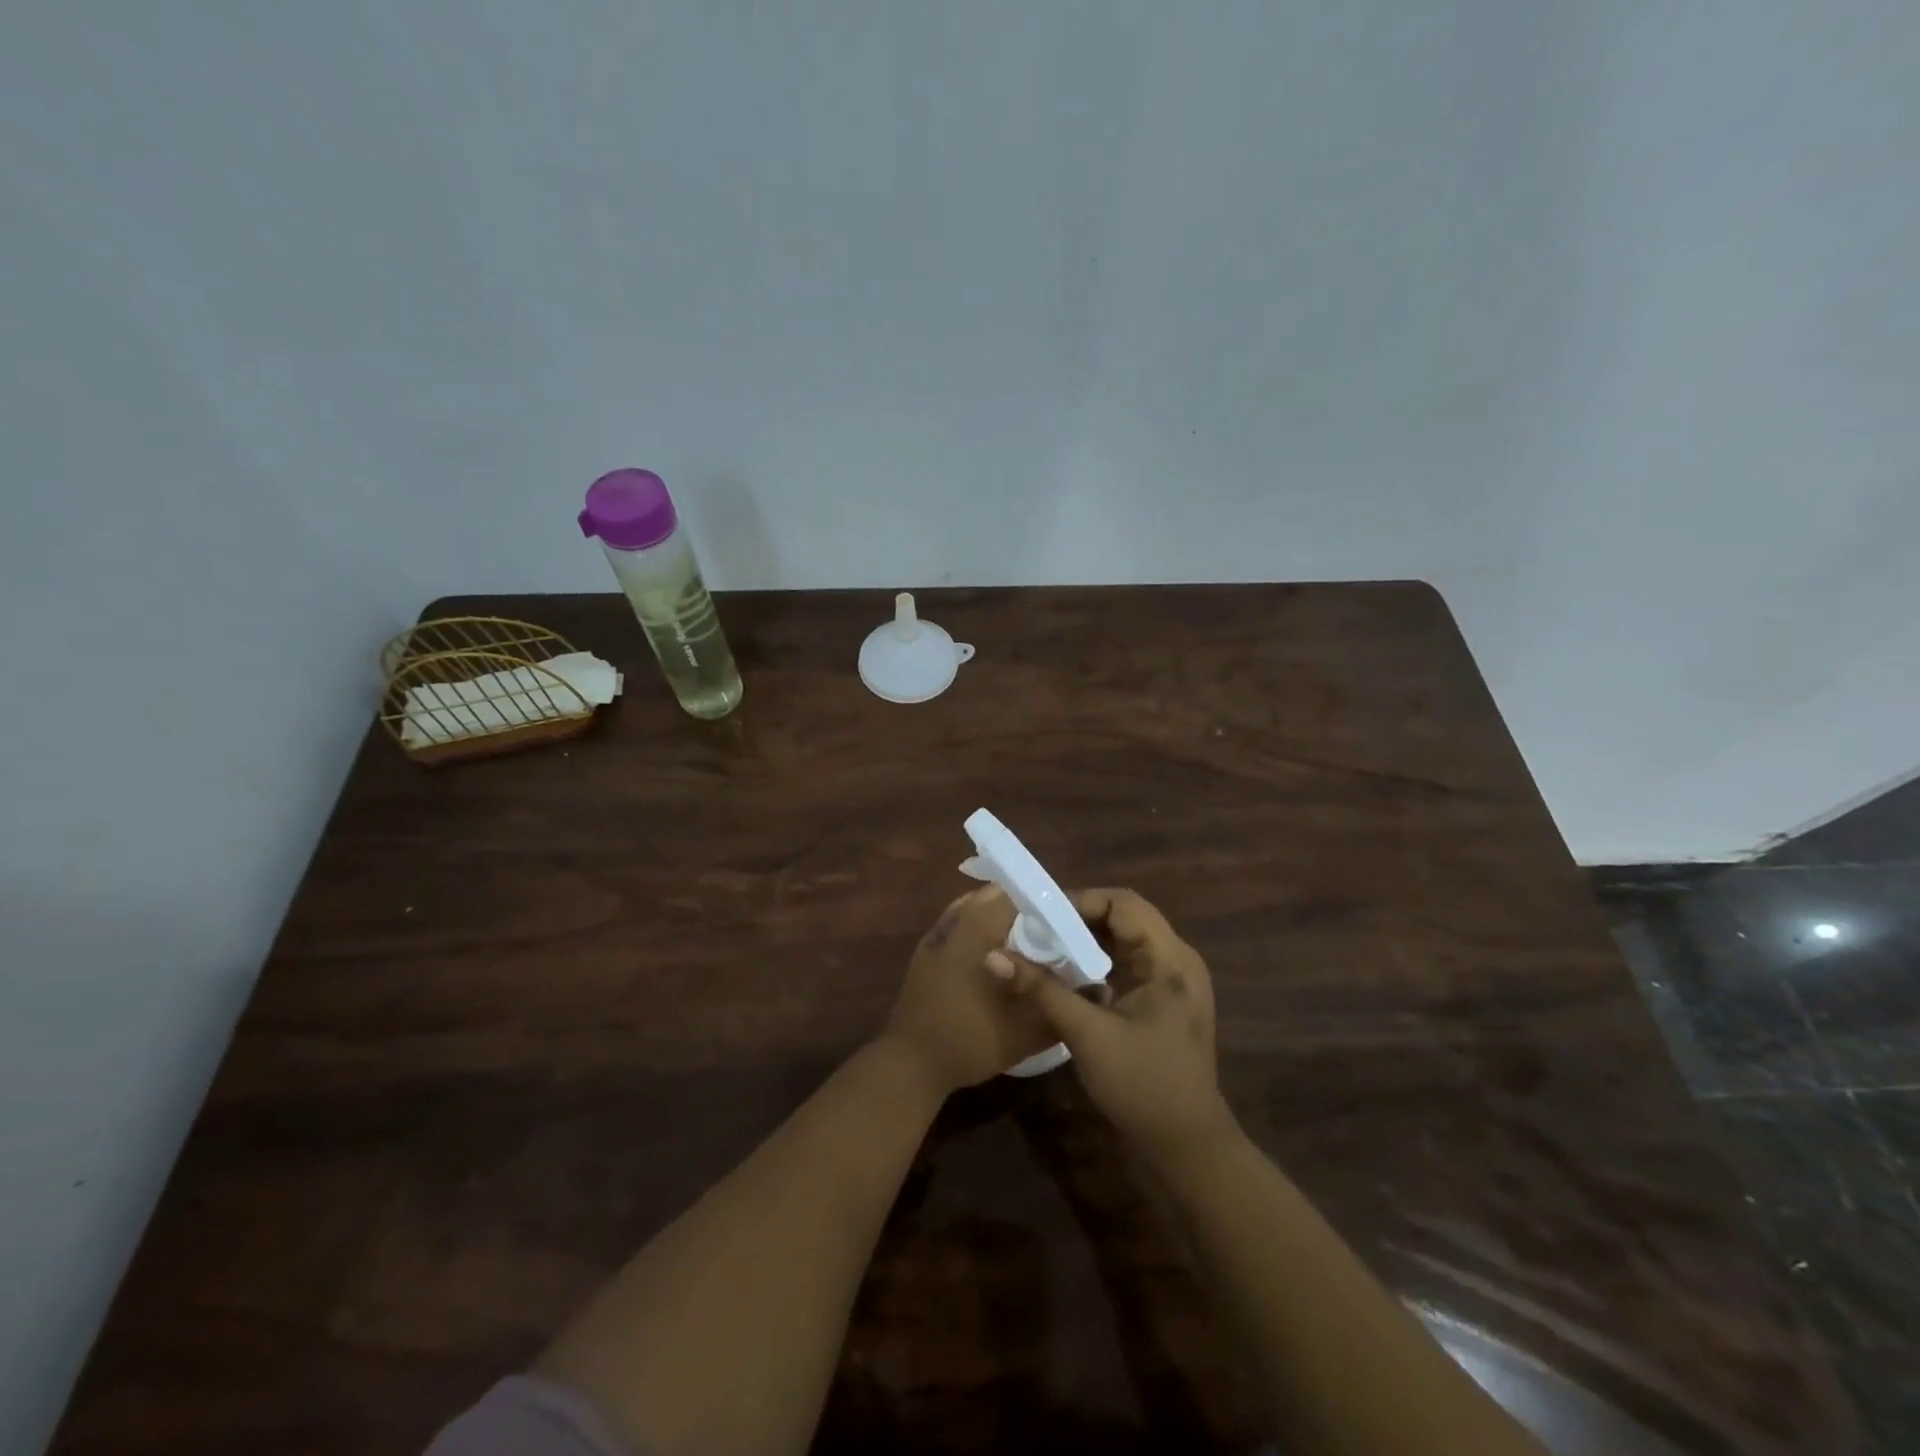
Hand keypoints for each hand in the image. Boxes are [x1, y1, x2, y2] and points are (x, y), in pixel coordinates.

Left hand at [879, 886, 1058, 1095]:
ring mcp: (937, 934)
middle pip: (995, 896)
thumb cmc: (971, 1040)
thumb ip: (1060, 1005)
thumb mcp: (1027, 1031)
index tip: (1070, 919)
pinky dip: (978, 926)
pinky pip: (958, 923)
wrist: (912, 1063)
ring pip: (974, 906)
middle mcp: (957, 921)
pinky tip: (993, 951)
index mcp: (980, 929)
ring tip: (1027, 938)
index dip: (1047, 903)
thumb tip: (1095, 989)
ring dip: (1000, 914)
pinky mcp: (926, 951)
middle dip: (1025, 907)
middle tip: (1052, 929)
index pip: (1018, 895)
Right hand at [988, 887, 1236, 1166]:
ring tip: (1043, 947)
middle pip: (1124, 918)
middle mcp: (1175, 961)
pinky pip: (1125, 966)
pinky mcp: (1161, 1003)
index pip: (1123, 903)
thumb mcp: (1088, 1034)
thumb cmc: (1143, 1085)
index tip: (1039, 914)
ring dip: (1084, 942)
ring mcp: (1170, 983)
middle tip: (1035, 928)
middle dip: (1078, 919)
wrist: (1187, 1149)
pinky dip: (1095, 964)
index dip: (1080, 900)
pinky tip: (1065, 977)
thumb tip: (993, 955)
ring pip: (1123, 942)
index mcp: (1170, 959)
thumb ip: (1042, 990)